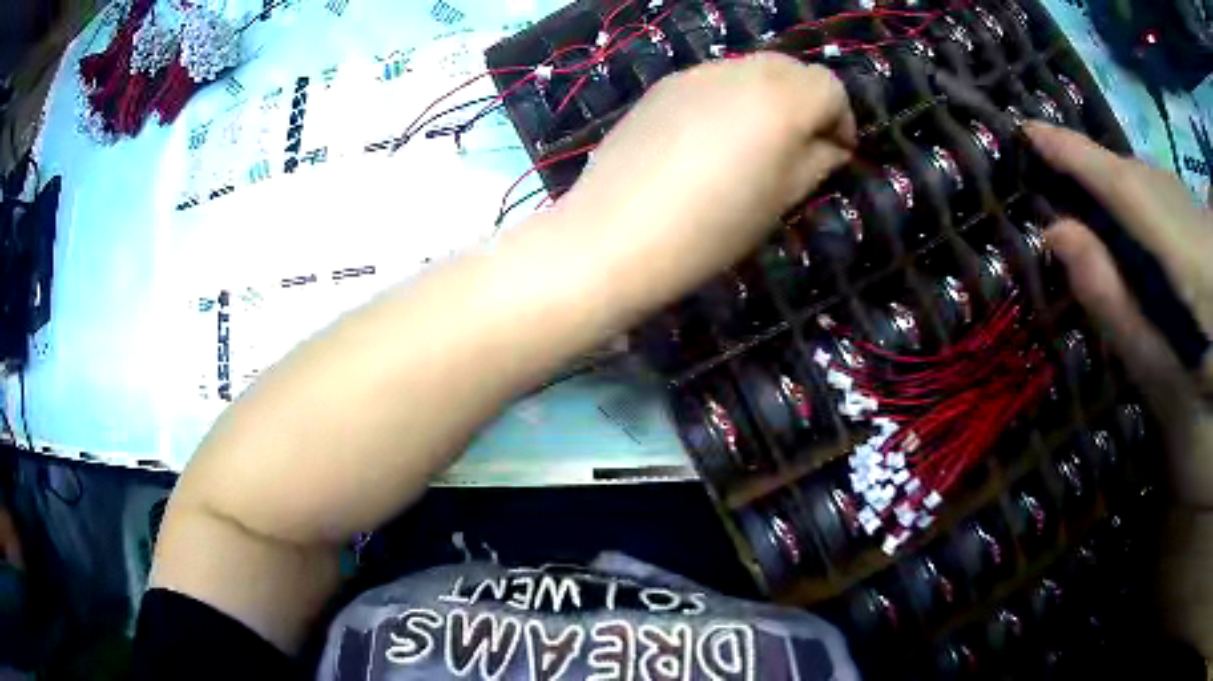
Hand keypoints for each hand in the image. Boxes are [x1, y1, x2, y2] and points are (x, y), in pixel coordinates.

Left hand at [555, 53, 855, 307]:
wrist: (614, 236)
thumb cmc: (711, 229)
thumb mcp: (780, 200)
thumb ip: (816, 162)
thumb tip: (830, 145)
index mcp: (780, 99)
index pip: (830, 87)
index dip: (841, 120)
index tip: (835, 155)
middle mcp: (740, 72)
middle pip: (792, 69)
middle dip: (806, 102)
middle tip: (799, 147)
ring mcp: (695, 74)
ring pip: (751, 70)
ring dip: (768, 98)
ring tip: (753, 145)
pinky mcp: (662, 87)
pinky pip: (712, 81)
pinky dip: (729, 99)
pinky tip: (709, 141)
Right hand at [1025, 121, 1212, 656]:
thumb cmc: (1204, 399)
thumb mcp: (1159, 373)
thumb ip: (1114, 305)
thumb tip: (1058, 237)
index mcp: (1181, 254)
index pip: (1121, 186)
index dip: (1074, 155)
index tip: (1027, 130)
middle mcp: (1187, 216)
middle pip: (1133, 176)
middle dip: (1090, 167)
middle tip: (1046, 169)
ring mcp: (1196, 215)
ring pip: (1147, 181)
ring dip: (1112, 181)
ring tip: (1080, 193)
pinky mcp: (1201, 224)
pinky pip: (1160, 196)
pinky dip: (1137, 198)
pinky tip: (1128, 220)